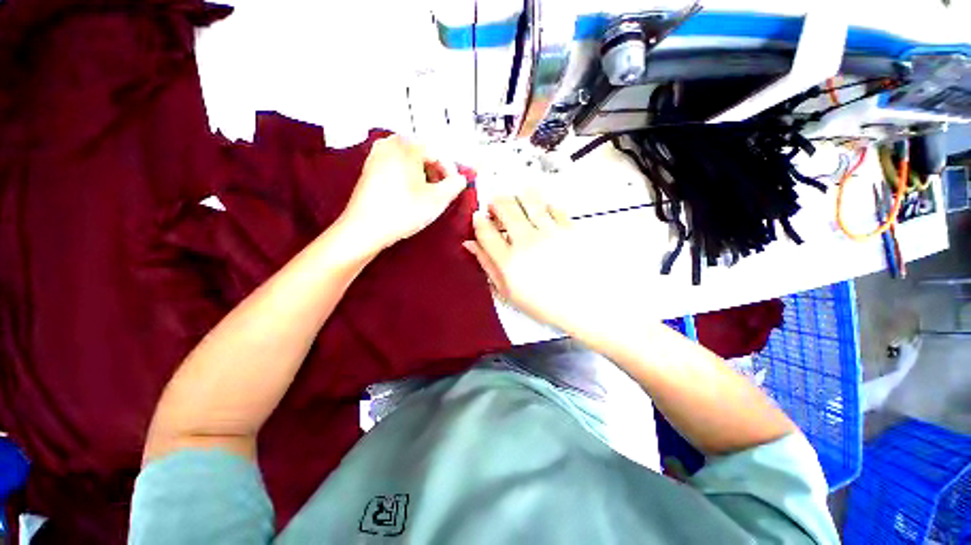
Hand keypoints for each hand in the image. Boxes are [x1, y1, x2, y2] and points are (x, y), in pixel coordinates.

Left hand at [339, 134, 466, 251]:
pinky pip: (396, 168)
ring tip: (427, 196)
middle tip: (442, 192)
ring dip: (423, 177)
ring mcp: (376, 156)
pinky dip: (408, 179)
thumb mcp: (437, 200)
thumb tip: (461, 179)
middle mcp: (389, 144)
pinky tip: (410, 196)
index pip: (438, 153)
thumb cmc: (402, 212)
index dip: (451, 172)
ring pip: (410, 163)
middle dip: (436, 174)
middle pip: (423, 156)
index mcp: (406, 146)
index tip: (455, 187)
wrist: (365, 228)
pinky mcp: (369, 170)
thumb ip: (455, 185)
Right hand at [463, 193, 610, 332]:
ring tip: (518, 205)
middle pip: (505, 207)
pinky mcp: (569, 228)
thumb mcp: (508, 293)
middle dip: (495, 203)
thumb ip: (488, 266)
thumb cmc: (544, 304)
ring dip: (518, 198)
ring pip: (528, 199)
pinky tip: (542, 214)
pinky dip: (543, 207)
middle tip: (496, 209)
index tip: (479, 218)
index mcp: (508, 261)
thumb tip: (471, 244)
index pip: (485, 230)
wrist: (585, 305)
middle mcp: (526, 241)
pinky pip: (553, 207)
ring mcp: (549, 232)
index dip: (478, 220)